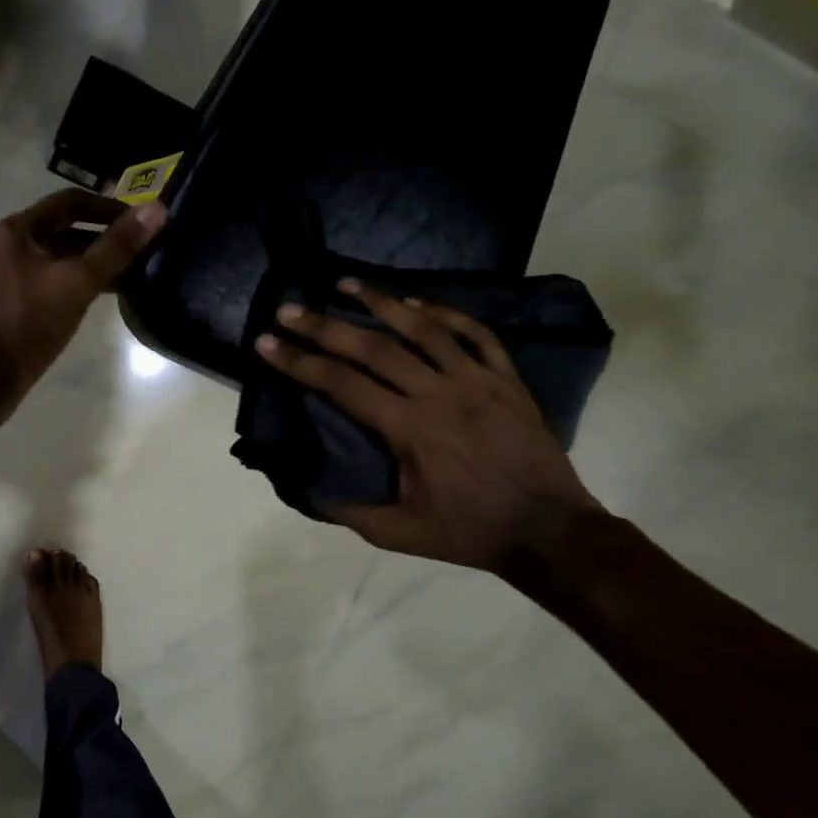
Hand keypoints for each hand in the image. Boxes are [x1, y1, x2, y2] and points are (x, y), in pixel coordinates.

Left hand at [0, 190, 166, 423]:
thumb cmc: (27, 324)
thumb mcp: (76, 283)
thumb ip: (116, 247)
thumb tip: (156, 209)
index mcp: (16, 231)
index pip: (69, 202)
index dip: (108, 207)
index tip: (141, 220)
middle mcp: (5, 248)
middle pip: (61, 231)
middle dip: (101, 239)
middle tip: (140, 250)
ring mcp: (2, 279)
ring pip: (54, 261)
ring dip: (89, 265)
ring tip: (127, 277)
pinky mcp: (6, 307)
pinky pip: (45, 285)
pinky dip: (72, 286)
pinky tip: (95, 301)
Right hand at [254, 279, 601, 571]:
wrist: (549, 531)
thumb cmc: (468, 531)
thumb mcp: (398, 534)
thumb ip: (348, 510)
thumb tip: (305, 485)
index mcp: (410, 429)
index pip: (342, 384)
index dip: (300, 362)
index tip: (267, 343)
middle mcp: (439, 393)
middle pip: (373, 347)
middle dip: (325, 326)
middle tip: (290, 309)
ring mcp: (478, 381)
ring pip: (424, 328)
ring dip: (380, 302)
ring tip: (346, 283)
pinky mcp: (507, 379)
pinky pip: (474, 334)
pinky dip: (444, 312)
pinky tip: (415, 302)